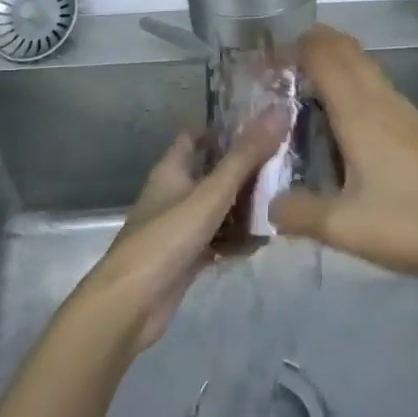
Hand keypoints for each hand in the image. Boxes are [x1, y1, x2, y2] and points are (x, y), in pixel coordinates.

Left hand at [80, 112, 287, 350]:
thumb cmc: (166, 239)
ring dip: (247, 205)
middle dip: (247, 167)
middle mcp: (175, 193)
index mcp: (172, 169)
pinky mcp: (188, 256)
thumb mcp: (210, 193)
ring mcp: (181, 226)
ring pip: (220, 207)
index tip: (263, 123)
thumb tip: (280, 111)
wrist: (130, 306)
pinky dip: (238, 238)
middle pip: (214, 171)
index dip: (225, 127)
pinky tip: (265, 240)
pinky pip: (219, 238)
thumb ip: (246, 156)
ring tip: (285, 200)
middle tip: (287, 162)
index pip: (197, 135)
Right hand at [269, 26, 417, 293]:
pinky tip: (337, 123)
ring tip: (297, 92)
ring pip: (362, 67)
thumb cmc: (413, 224)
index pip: (323, 53)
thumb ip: (298, 212)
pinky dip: (349, 85)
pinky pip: (374, 87)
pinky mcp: (416, 128)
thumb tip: (267, 204)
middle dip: (308, 47)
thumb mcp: (344, 227)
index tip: (258, 64)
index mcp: (361, 111)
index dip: (290, 48)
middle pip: (344, 49)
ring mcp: (403, 111)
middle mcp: (382, 99)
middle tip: (272, 72)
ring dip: (330, 64)